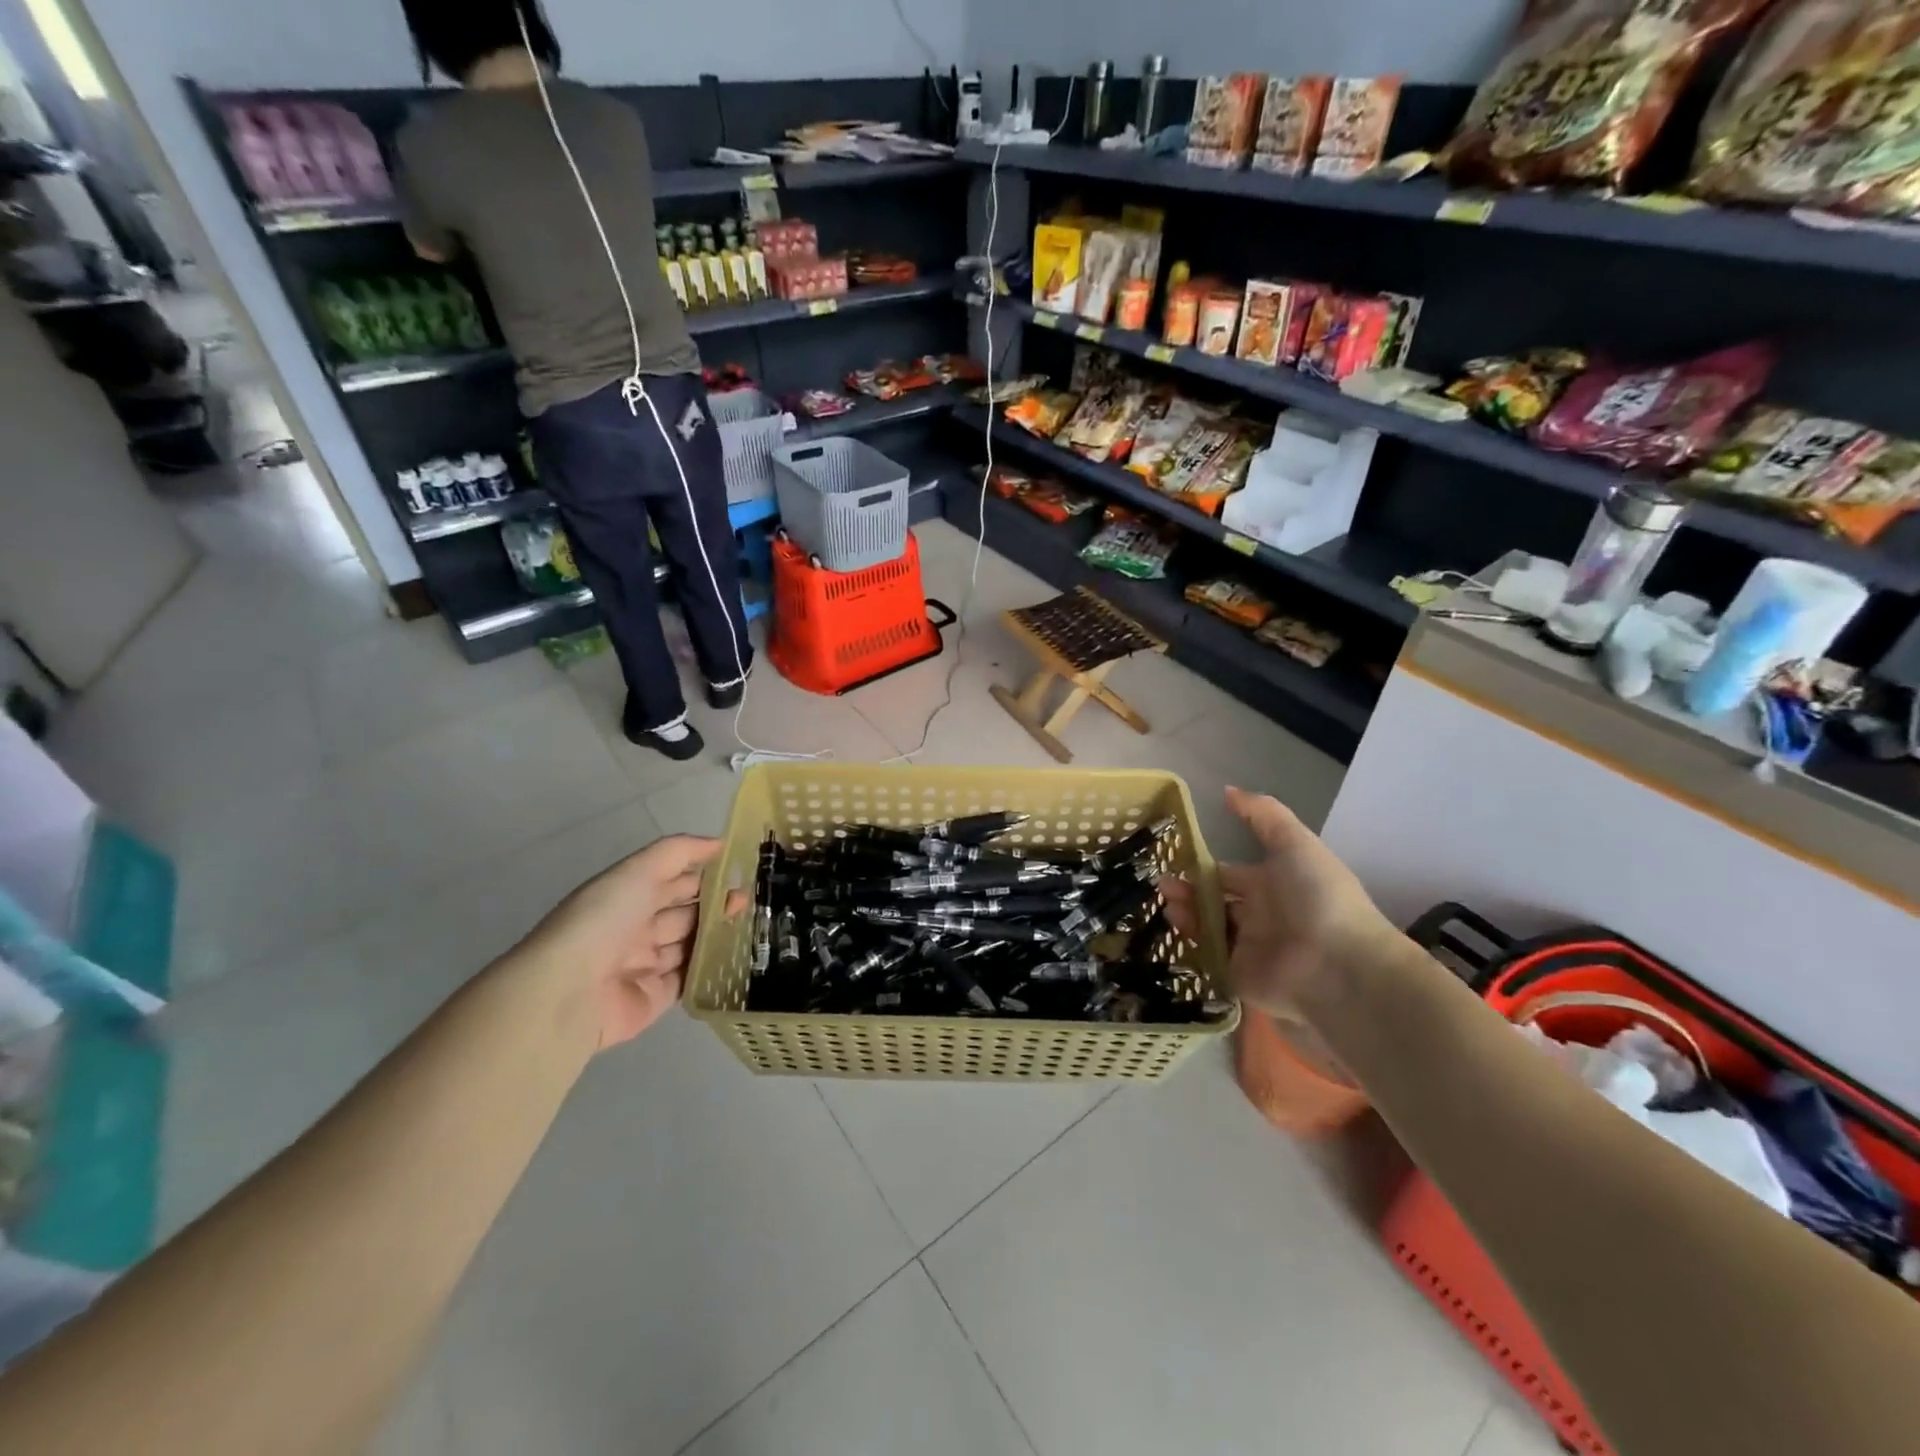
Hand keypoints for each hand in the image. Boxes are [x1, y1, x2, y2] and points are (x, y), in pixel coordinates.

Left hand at [516, 836, 743, 1048]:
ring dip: (718, 935)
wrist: (569, 991)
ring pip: (690, 946)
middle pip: (685, 913)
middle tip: (749, 900)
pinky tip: (739, 956)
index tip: (740, 870)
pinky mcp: (656, 997)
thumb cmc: (603, 920)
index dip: (704, 873)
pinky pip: (690, 979)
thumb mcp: (638, 870)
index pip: (673, 880)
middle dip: (716, 905)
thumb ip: (679, 852)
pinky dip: (712, 969)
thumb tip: (719, 843)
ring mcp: (645, 964)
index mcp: (627, 896)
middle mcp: (635, 928)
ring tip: (752, 925)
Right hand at [1162, 787, 1401, 1015]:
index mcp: (1272, 883)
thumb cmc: (1317, 896)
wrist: (1337, 965)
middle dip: (1187, 890)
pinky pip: (1207, 957)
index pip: (1228, 873)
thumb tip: (1227, 790)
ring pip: (1206, 927)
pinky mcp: (1237, 976)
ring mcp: (1247, 947)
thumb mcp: (1294, 843)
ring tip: (1168, 903)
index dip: (1204, 866)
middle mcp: (1258, 914)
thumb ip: (1262, 815)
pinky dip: (1189, 943)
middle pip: (1213, 900)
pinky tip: (1175, 927)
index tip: (1175, 858)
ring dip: (1184, 912)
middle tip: (1164, 884)